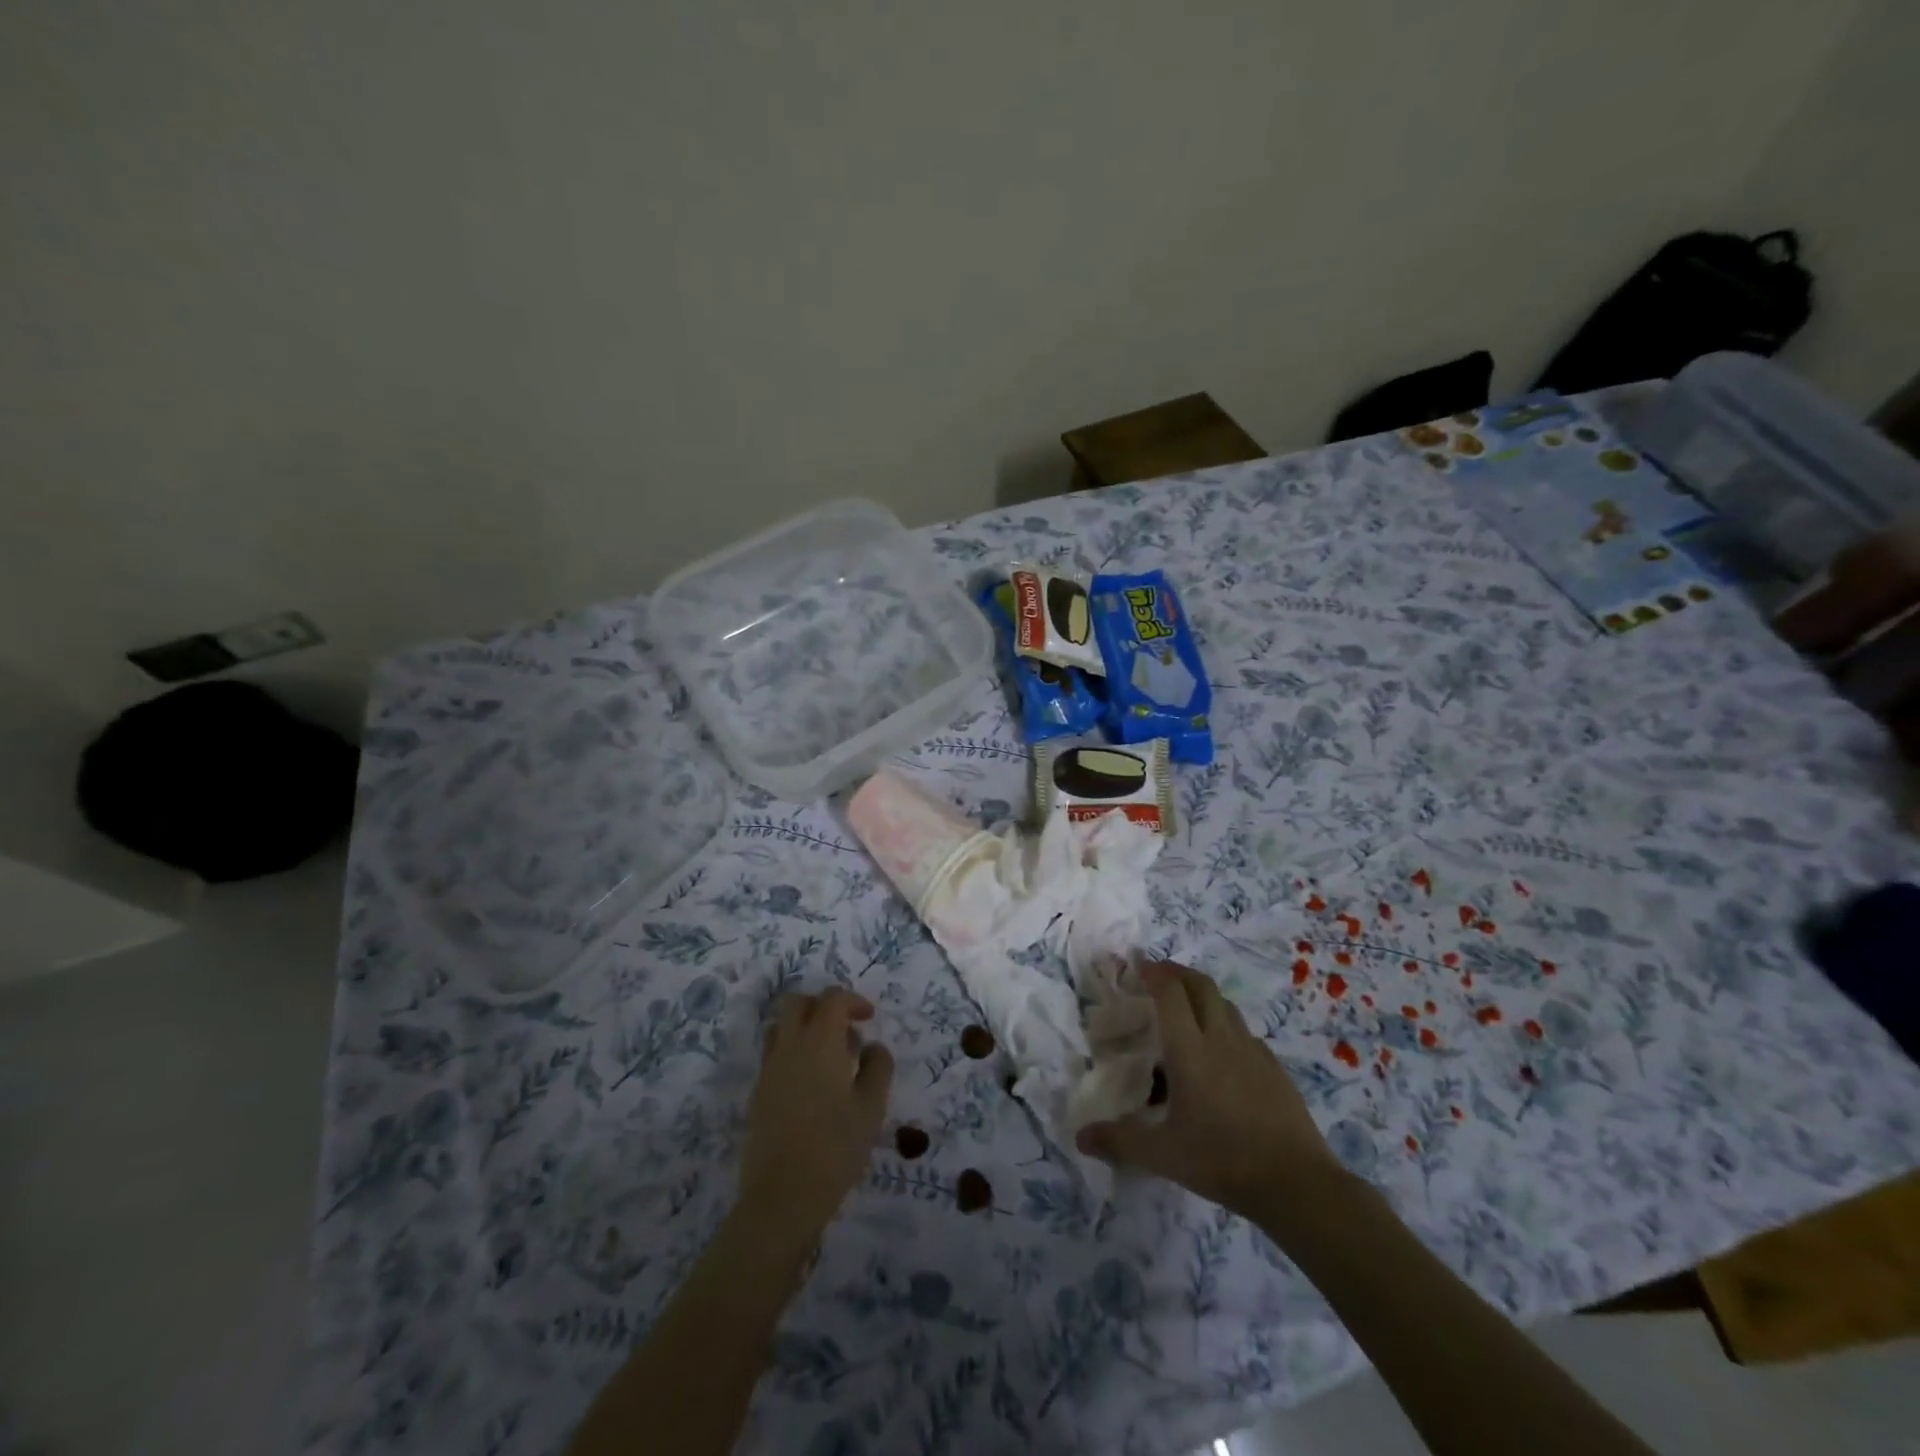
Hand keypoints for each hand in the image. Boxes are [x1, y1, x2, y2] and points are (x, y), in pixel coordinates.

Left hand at [739, 988, 894, 1237]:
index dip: (853, 1000)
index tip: (869, 1018)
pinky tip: (812, 1088)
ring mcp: (768, 1070)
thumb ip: (878, 1066)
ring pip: (781, 1027)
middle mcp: (789, 1046)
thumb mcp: (872, 1106)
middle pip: (798, 1002)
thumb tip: (872, 1046)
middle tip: (846, 1031)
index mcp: (819, 1041)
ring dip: (805, 1028)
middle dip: (823, 1006)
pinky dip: (793, 1054)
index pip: (832, 998)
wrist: (782, 1197)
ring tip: (830, 1059)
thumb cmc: (835, 1147)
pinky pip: (774, 1055)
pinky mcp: (757, 1094)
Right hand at [1076, 961, 1340, 1219]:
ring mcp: (1253, 1051)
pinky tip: (1222, 1050)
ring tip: (1187, 1006)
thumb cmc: (1222, 1160)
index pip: (1170, 993)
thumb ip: (1120, 1141)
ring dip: (1203, 994)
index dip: (1153, 972)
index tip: (1137, 964)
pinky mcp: (1274, 1068)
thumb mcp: (1163, 1155)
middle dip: (1177, 972)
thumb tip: (1080, 1137)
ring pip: (1226, 1004)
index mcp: (1190, 1050)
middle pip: (1201, 985)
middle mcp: (1221, 1039)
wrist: (1297, 1183)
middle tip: (1158, 975)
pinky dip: (1226, 1024)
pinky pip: (1245, 1032)